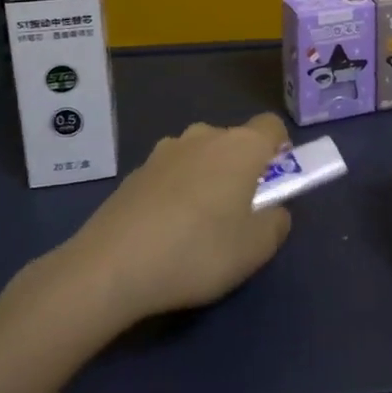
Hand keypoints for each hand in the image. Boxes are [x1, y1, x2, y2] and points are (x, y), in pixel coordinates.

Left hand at [62, 113, 292, 325]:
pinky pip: (169, 175)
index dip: (279, 149)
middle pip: (233, 141)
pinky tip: (164, 232)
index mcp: (240, 146)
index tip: (275, 181)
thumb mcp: (255, 249)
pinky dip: (174, 193)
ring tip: (197, 226)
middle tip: (238, 212)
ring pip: (199, 156)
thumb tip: (273, 210)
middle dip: (240, 168)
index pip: (271, 126)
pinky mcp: (135, 172)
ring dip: (205, 178)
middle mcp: (203, 136)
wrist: (112, 266)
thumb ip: (276, 223)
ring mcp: (164, 151)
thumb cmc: (198, 251)